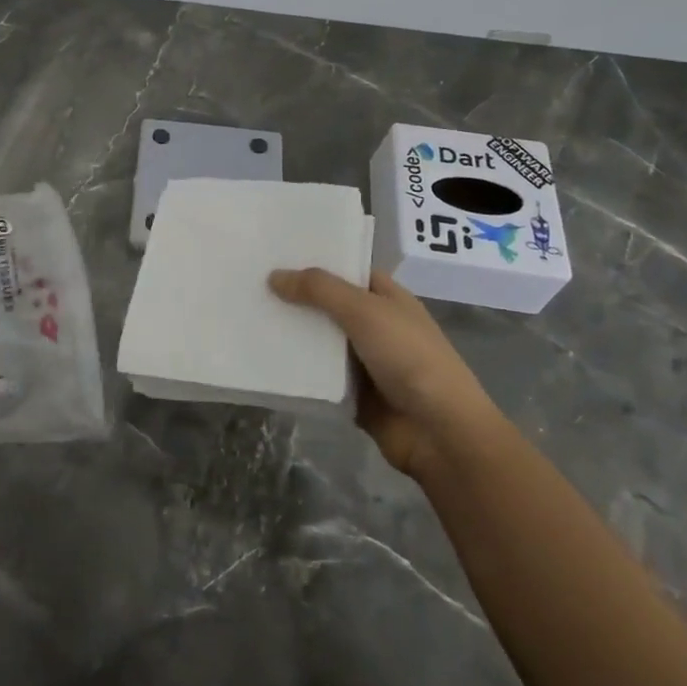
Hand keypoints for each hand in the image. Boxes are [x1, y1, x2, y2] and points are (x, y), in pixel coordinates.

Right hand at [269, 268, 498, 477]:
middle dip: (295, 296)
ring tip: (247, 315)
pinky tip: (261, 356)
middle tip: (249, 281)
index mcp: (387, 298)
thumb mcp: (365, 311)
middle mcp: (375, 325)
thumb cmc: (410, 358)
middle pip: (327, 304)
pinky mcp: (352, 393)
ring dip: (291, 333)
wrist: (439, 433)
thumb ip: (320, 290)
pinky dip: (295, 368)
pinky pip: (317, 375)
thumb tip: (274, 276)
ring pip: (319, 340)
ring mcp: (363, 361)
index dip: (315, 260)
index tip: (275, 252)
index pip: (347, 270)